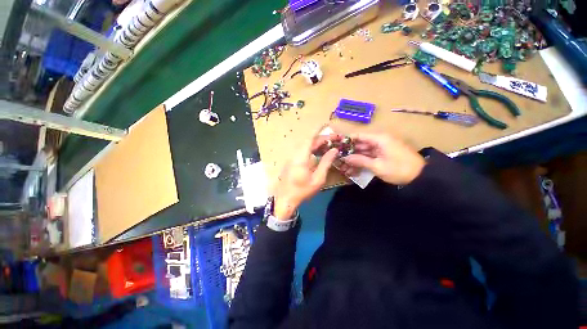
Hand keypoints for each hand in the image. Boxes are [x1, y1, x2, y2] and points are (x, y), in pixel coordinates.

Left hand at [273, 135, 338, 219]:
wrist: (285, 199)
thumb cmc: (302, 191)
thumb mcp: (318, 179)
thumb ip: (326, 163)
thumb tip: (334, 150)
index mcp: (301, 157)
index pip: (309, 139)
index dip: (318, 130)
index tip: (326, 124)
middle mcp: (295, 154)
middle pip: (309, 142)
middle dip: (322, 139)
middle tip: (335, 139)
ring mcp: (292, 158)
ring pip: (305, 146)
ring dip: (317, 144)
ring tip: (329, 145)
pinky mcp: (291, 162)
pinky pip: (302, 151)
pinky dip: (312, 149)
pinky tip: (319, 152)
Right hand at [342, 133, 424, 184]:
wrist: (421, 177)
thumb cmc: (399, 169)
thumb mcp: (378, 166)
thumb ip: (360, 161)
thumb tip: (345, 158)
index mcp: (379, 139)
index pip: (359, 136)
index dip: (347, 140)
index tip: (337, 146)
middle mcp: (380, 140)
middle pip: (361, 143)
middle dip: (350, 151)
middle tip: (339, 157)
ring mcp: (382, 147)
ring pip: (364, 150)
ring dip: (355, 157)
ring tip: (344, 163)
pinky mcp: (384, 154)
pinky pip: (370, 155)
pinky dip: (363, 160)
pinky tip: (354, 166)